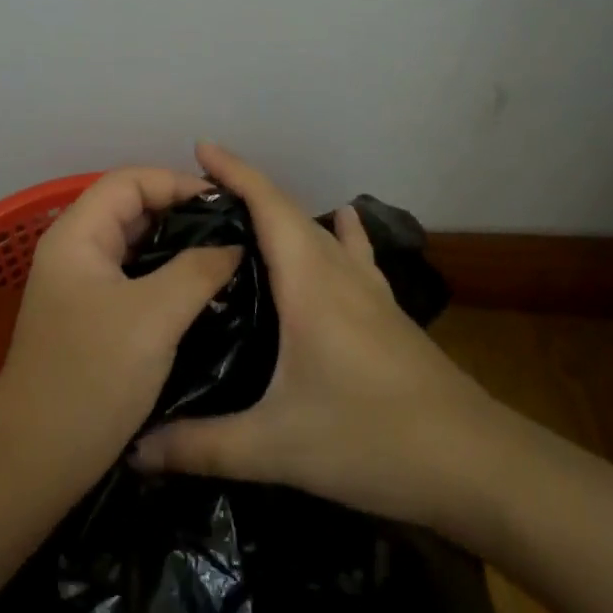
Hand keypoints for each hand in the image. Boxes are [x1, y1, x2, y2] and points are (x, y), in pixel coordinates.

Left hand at [0, 168, 242, 493]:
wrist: (36, 459)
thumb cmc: (92, 377)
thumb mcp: (154, 316)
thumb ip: (198, 269)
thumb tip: (233, 244)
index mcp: (77, 235)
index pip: (130, 181)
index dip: (177, 183)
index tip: (226, 205)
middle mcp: (74, 251)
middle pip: (132, 209)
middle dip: (182, 214)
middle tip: (234, 232)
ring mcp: (80, 286)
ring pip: (136, 247)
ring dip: (177, 248)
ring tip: (227, 258)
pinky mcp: (91, 318)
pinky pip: (134, 280)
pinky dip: (167, 278)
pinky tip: (202, 294)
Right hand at [130, 143, 522, 537]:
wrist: (478, 464)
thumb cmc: (373, 440)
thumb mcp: (277, 448)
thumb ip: (202, 447)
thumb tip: (135, 451)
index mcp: (310, 283)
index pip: (268, 206)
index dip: (234, 171)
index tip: (200, 147)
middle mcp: (340, 273)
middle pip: (290, 211)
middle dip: (246, 190)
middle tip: (199, 194)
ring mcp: (370, 291)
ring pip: (321, 231)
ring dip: (284, 213)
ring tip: (245, 216)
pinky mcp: (388, 312)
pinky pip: (353, 255)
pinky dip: (337, 233)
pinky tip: (343, 224)